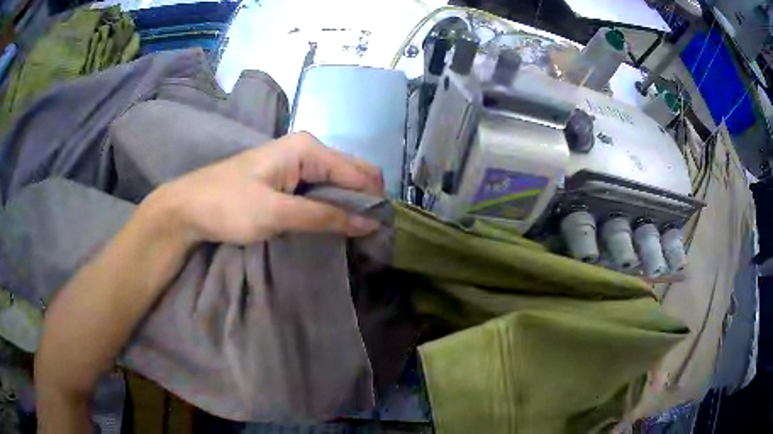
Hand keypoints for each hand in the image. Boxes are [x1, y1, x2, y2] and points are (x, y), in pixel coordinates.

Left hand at [144, 132, 383, 244]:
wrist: (188, 208)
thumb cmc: (228, 205)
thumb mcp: (277, 213)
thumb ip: (324, 217)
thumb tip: (370, 223)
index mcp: (308, 148)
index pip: (358, 172)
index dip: (373, 201)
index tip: (381, 232)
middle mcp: (308, 150)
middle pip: (351, 175)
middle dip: (363, 203)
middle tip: (368, 237)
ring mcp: (297, 164)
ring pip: (337, 185)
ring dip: (348, 208)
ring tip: (355, 236)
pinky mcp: (288, 180)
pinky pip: (321, 192)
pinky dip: (330, 209)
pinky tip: (333, 227)